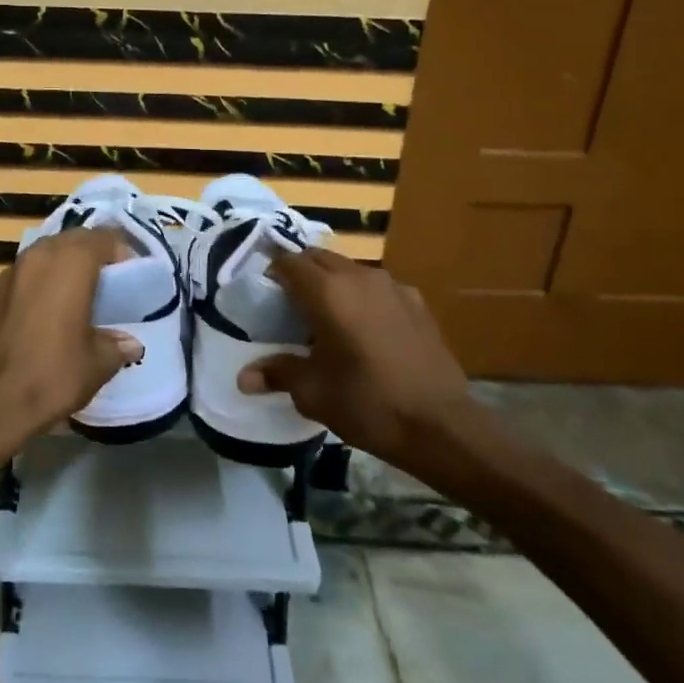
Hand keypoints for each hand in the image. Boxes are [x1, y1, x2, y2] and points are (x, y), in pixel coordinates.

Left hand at [0, 228, 142, 460]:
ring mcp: (8, 274)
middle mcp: (37, 257)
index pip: (103, 237)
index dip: (121, 251)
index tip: (130, 275)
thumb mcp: (99, 364)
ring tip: (75, 295)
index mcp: (70, 264)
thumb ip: (118, 345)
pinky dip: (37, 284)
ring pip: (43, 254)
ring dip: (62, 266)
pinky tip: (42, 314)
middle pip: (71, 239)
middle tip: (106, 282)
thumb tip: (130, 343)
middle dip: (91, 253)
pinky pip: (21, 277)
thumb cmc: (54, 377)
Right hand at [238, 249, 471, 467]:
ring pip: (350, 269)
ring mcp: (393, 287)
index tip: (263, 293)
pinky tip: (364, 327)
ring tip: (325, 314)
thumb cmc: (367, 404)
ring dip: (332, 282)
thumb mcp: (313, 393)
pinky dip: (362, 296)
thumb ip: (277, 374)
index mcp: (327, 293)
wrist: (440, 424)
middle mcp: (359, 278)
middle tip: (288, 302)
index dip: (272, 272)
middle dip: (300, 272)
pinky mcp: (416, 303)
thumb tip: (244, 378)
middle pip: (319, 258)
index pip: (289, 263)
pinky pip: (378, 287)